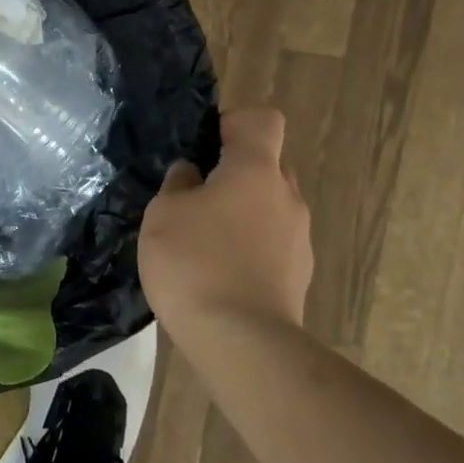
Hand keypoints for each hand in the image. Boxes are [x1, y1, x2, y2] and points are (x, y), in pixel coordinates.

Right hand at [139, 108, 312, 328]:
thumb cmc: (195, 263)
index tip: (207, 148)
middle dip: (236, 174)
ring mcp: (299, 238)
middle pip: (267, 165)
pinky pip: (274, 244)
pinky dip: (252, 249)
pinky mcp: (300, 275)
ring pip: (271, 207)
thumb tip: (191, 174)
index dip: (235, 124)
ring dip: (244, 215)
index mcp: (256, 170)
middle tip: (197, 199)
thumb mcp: (163, 215)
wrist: (241, 342)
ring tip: (206, 245)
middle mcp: (287, 196)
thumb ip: (177, 184)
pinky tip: (222, 276)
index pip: (263, 121)